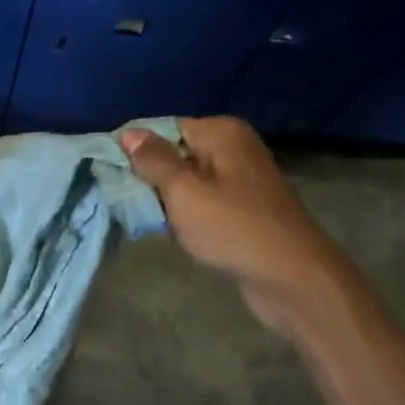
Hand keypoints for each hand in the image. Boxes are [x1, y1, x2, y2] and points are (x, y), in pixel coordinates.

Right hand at [122, 118, 349, 332]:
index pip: (164, 128)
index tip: (112, 175)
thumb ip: (154, 161)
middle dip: (150, 178)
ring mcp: (241, 179)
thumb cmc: (232, 227)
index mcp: (221, 133)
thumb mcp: (183, 191)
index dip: (136, 150)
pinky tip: (176, 233)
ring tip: (150, 220)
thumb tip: (130, 133)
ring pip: (186, 181)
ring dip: (166, 201)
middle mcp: (234, 148)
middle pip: (175, 154)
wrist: (291, 276)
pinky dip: (186, 215)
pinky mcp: (243, 208)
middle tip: (130, 202)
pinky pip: (202, 202)